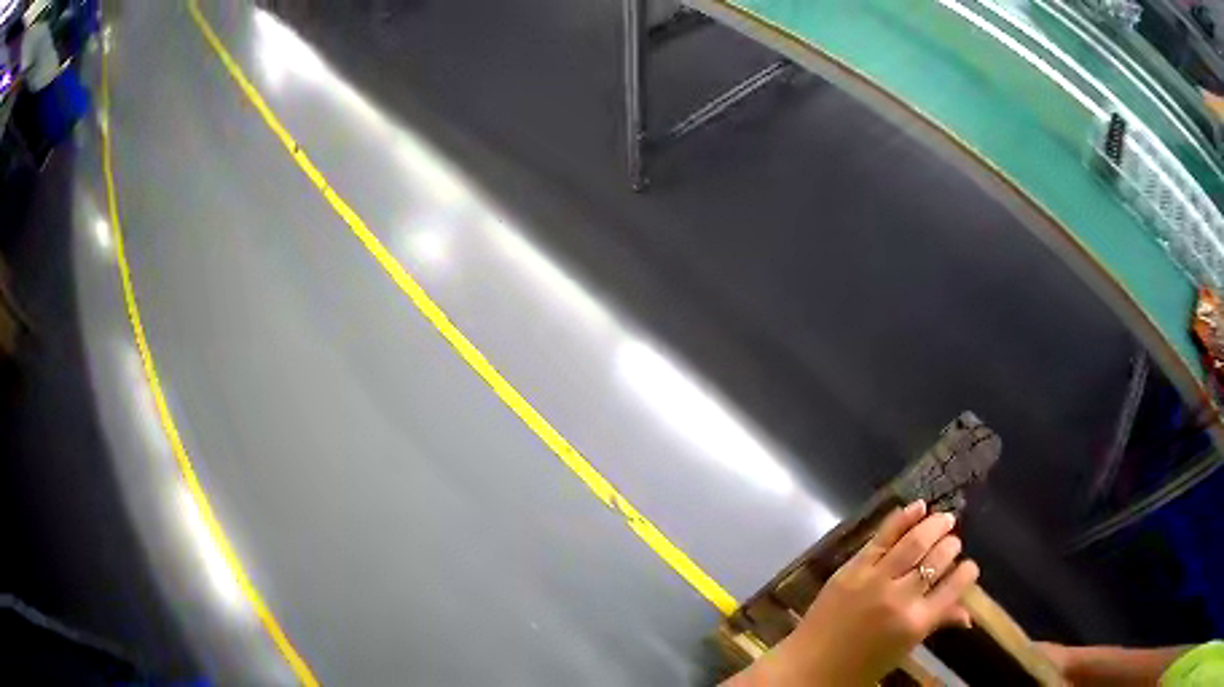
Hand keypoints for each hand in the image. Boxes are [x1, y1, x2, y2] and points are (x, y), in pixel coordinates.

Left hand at [727, 501, 979, 685]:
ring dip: (934, 525)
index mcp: (916, 623)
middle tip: (954, 542)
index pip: (954, 587)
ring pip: (914, 542)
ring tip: (945, 519)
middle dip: (951, 546)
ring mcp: (874, 580)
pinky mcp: (851, 569)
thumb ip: (936, 624)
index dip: (967, 572)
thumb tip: (970, 615)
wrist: (807, 668)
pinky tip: (918, 506)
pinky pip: (881, 538)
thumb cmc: (860, 667)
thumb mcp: (903, 649)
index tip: (969, 566)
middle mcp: (900, 597)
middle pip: (936, 559)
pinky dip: (902, 518)